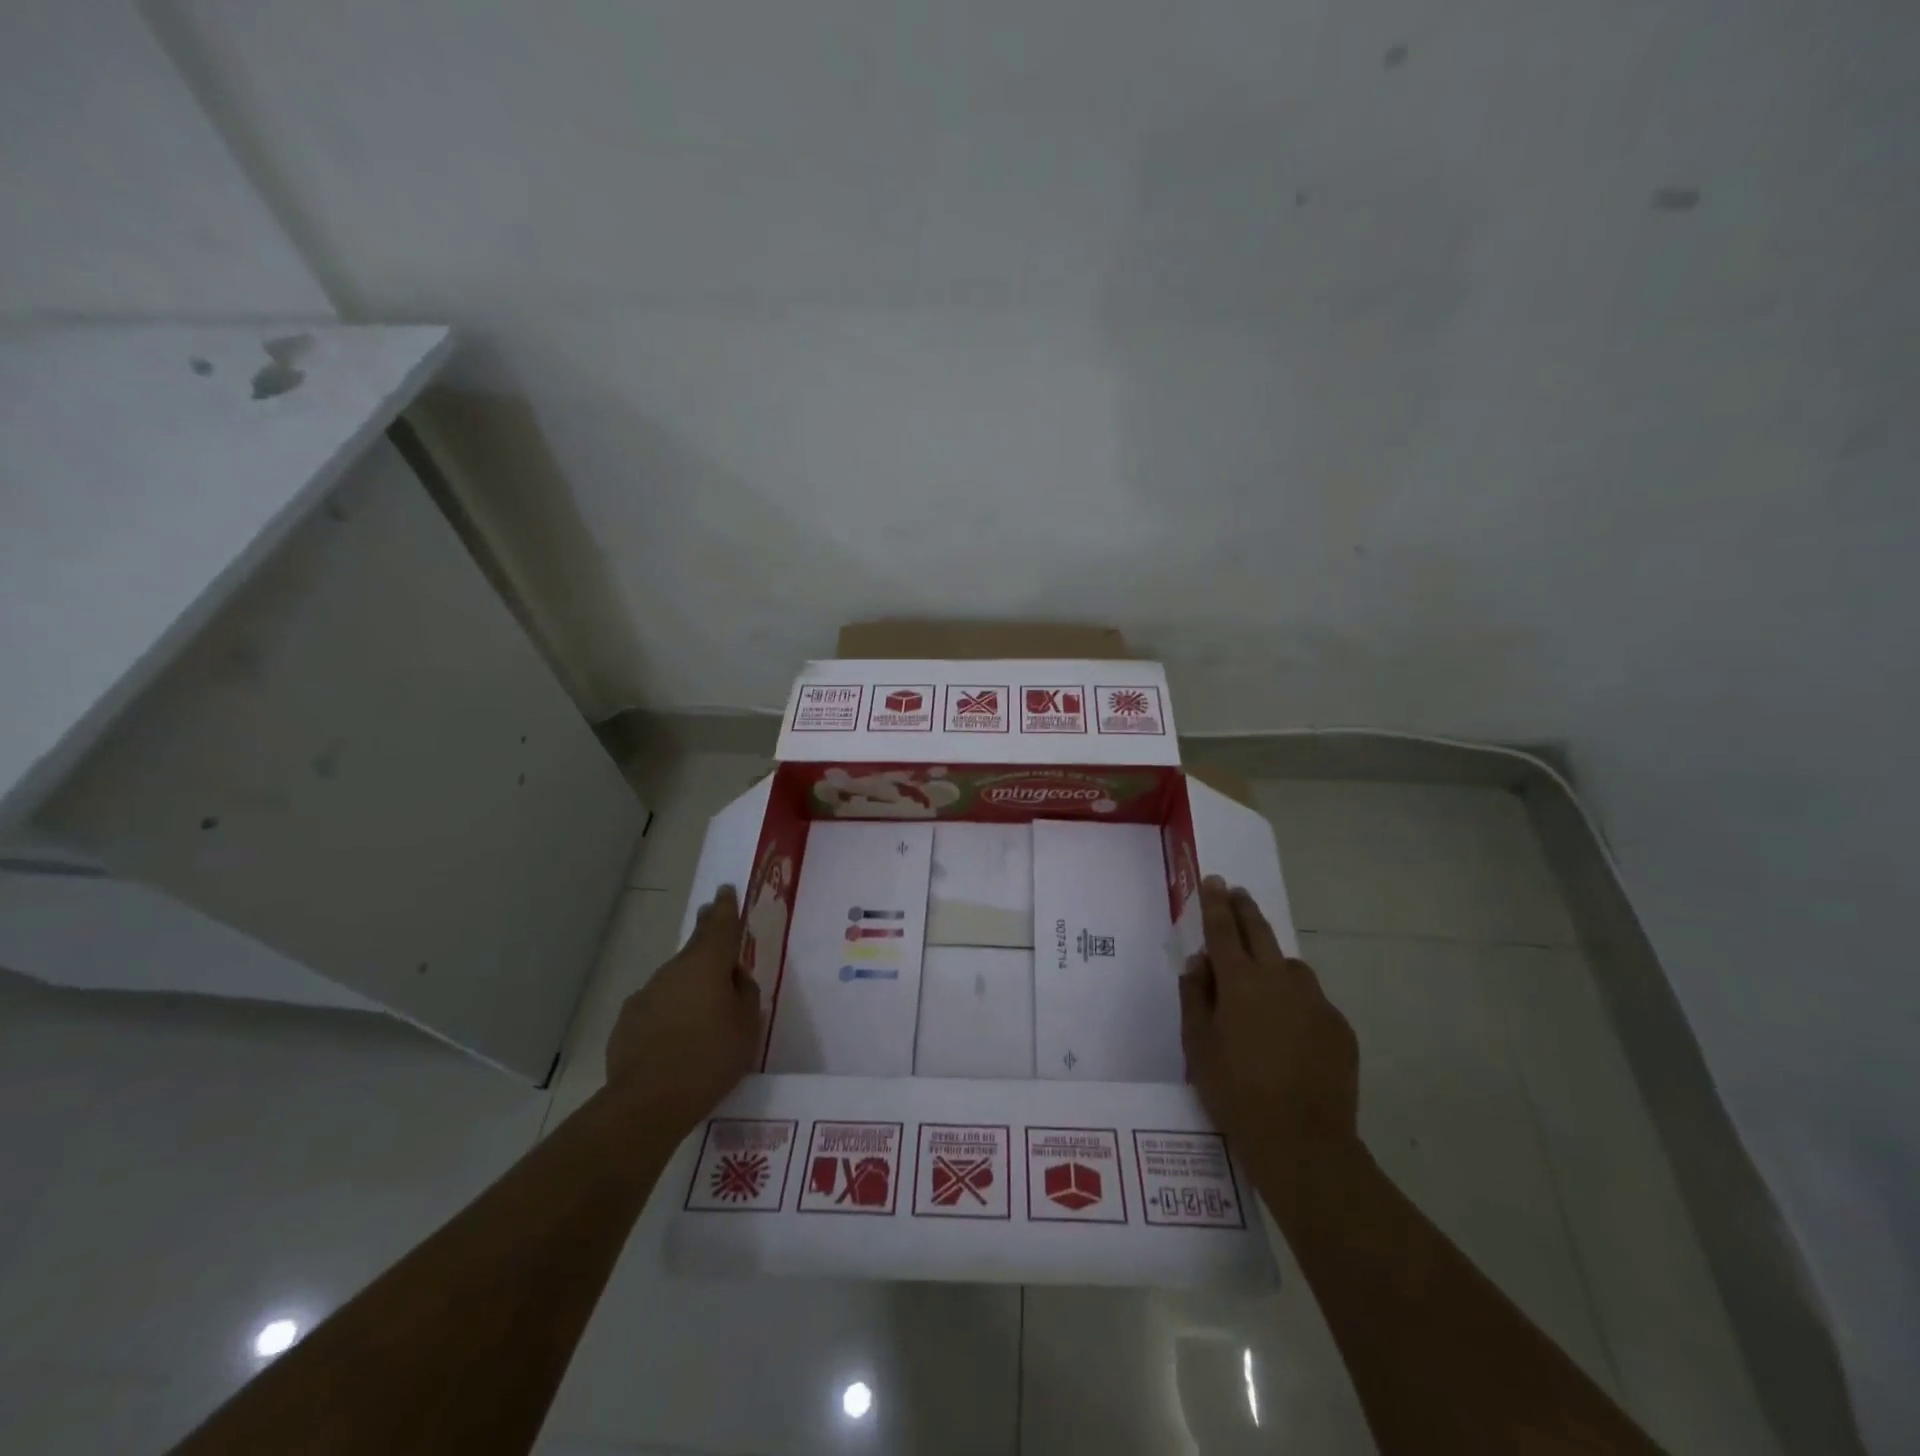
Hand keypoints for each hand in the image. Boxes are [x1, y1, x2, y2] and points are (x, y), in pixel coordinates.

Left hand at [604, 885, 760, 1135]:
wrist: (648, 1102)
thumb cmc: (711, 1058)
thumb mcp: (748, 1026)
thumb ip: (745, 993)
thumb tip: (734, 978)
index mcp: (707, 964)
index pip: (719, 925)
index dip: (725, 907)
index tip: (725, 890)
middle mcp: (673, 970)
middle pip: (694, 948)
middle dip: (706, 938)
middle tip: (714, 927)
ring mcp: (645, 994)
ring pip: (674, 980)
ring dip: (688, 986)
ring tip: (702, 1013)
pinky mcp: (627, 1021)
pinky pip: (656, 1007)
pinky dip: (668, 1013)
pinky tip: (674, 1038)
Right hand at [1180, 877, 1360, 1175]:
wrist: (1302, 1141)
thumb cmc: (1235, 1091)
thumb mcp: (1197, 1044)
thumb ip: (1196, 996)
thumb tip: (1200, 964)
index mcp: (1240, 981)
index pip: (1223, 929)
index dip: (1215, 903)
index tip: (1214, 880)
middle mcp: (1280, 979)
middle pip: (1260, 932)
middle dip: (1245, 909)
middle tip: (1237, 893)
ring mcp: (1315, 1001)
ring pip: (1291, 967)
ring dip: (1274, 962)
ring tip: (1263, 983)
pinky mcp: (1339, 1026)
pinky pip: (1312, 1001)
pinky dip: (1297, 1002)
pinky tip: (1290, 1032)